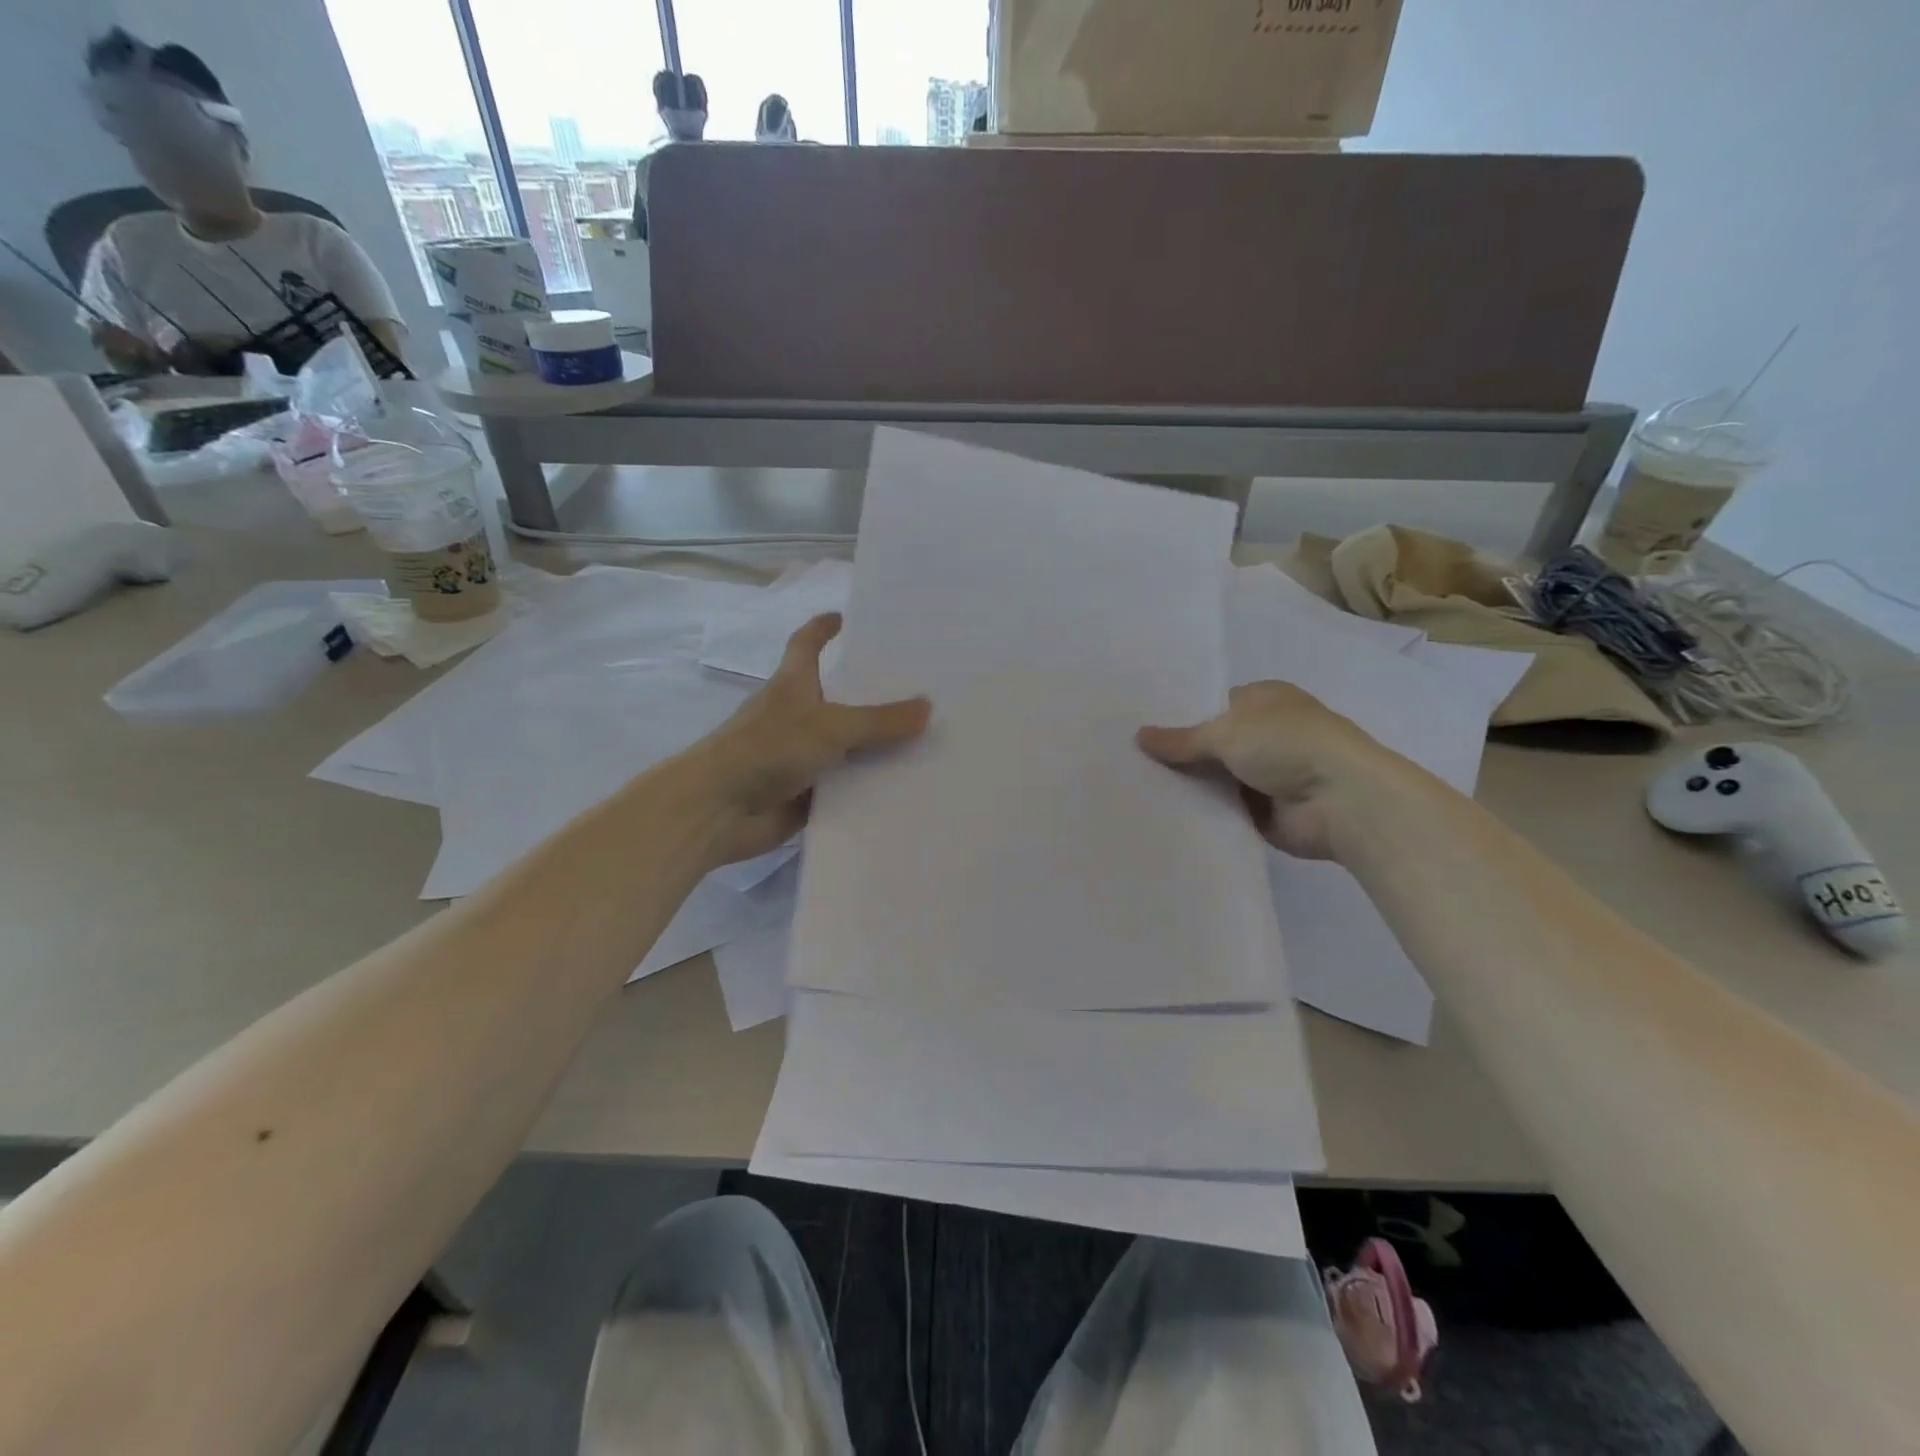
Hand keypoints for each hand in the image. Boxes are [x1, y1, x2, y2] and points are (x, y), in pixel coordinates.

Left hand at [687, 613, 929, 864]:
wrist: (718, 810)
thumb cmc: (766, 749)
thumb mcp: (830, 726)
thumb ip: (879, 720)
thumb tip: (927, 707)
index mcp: (793, 684)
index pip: (808, 644)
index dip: (825, 628)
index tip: (848, 618)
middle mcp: (797, 715)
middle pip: (839, 697)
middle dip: (873, 693)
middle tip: (923, 687)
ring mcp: (801, 755)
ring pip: (847, 745)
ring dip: (879, 745)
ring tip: (931, 738)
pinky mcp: (806, 792)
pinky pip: (846, 784)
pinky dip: (870, 785)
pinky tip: (909, 786)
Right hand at [1137, 681, 1417, 860]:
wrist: (1342, 801)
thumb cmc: (1288, 745)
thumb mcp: (1226, 731)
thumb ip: (1182, 739)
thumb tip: (1139, 736)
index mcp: (1264, 700)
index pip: (1212, 704)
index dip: (1179, 716)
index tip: (1139, 729)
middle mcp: (1266, 733)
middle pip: (1211, 743)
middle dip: (1178, 753)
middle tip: (1127, 760)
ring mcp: (1266, 774)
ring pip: (1215, 777)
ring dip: (1188, 785)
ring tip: (1135, 788)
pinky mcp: (1264, 811)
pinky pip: (1223, 808)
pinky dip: (1202, 811)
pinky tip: (1163, 814)